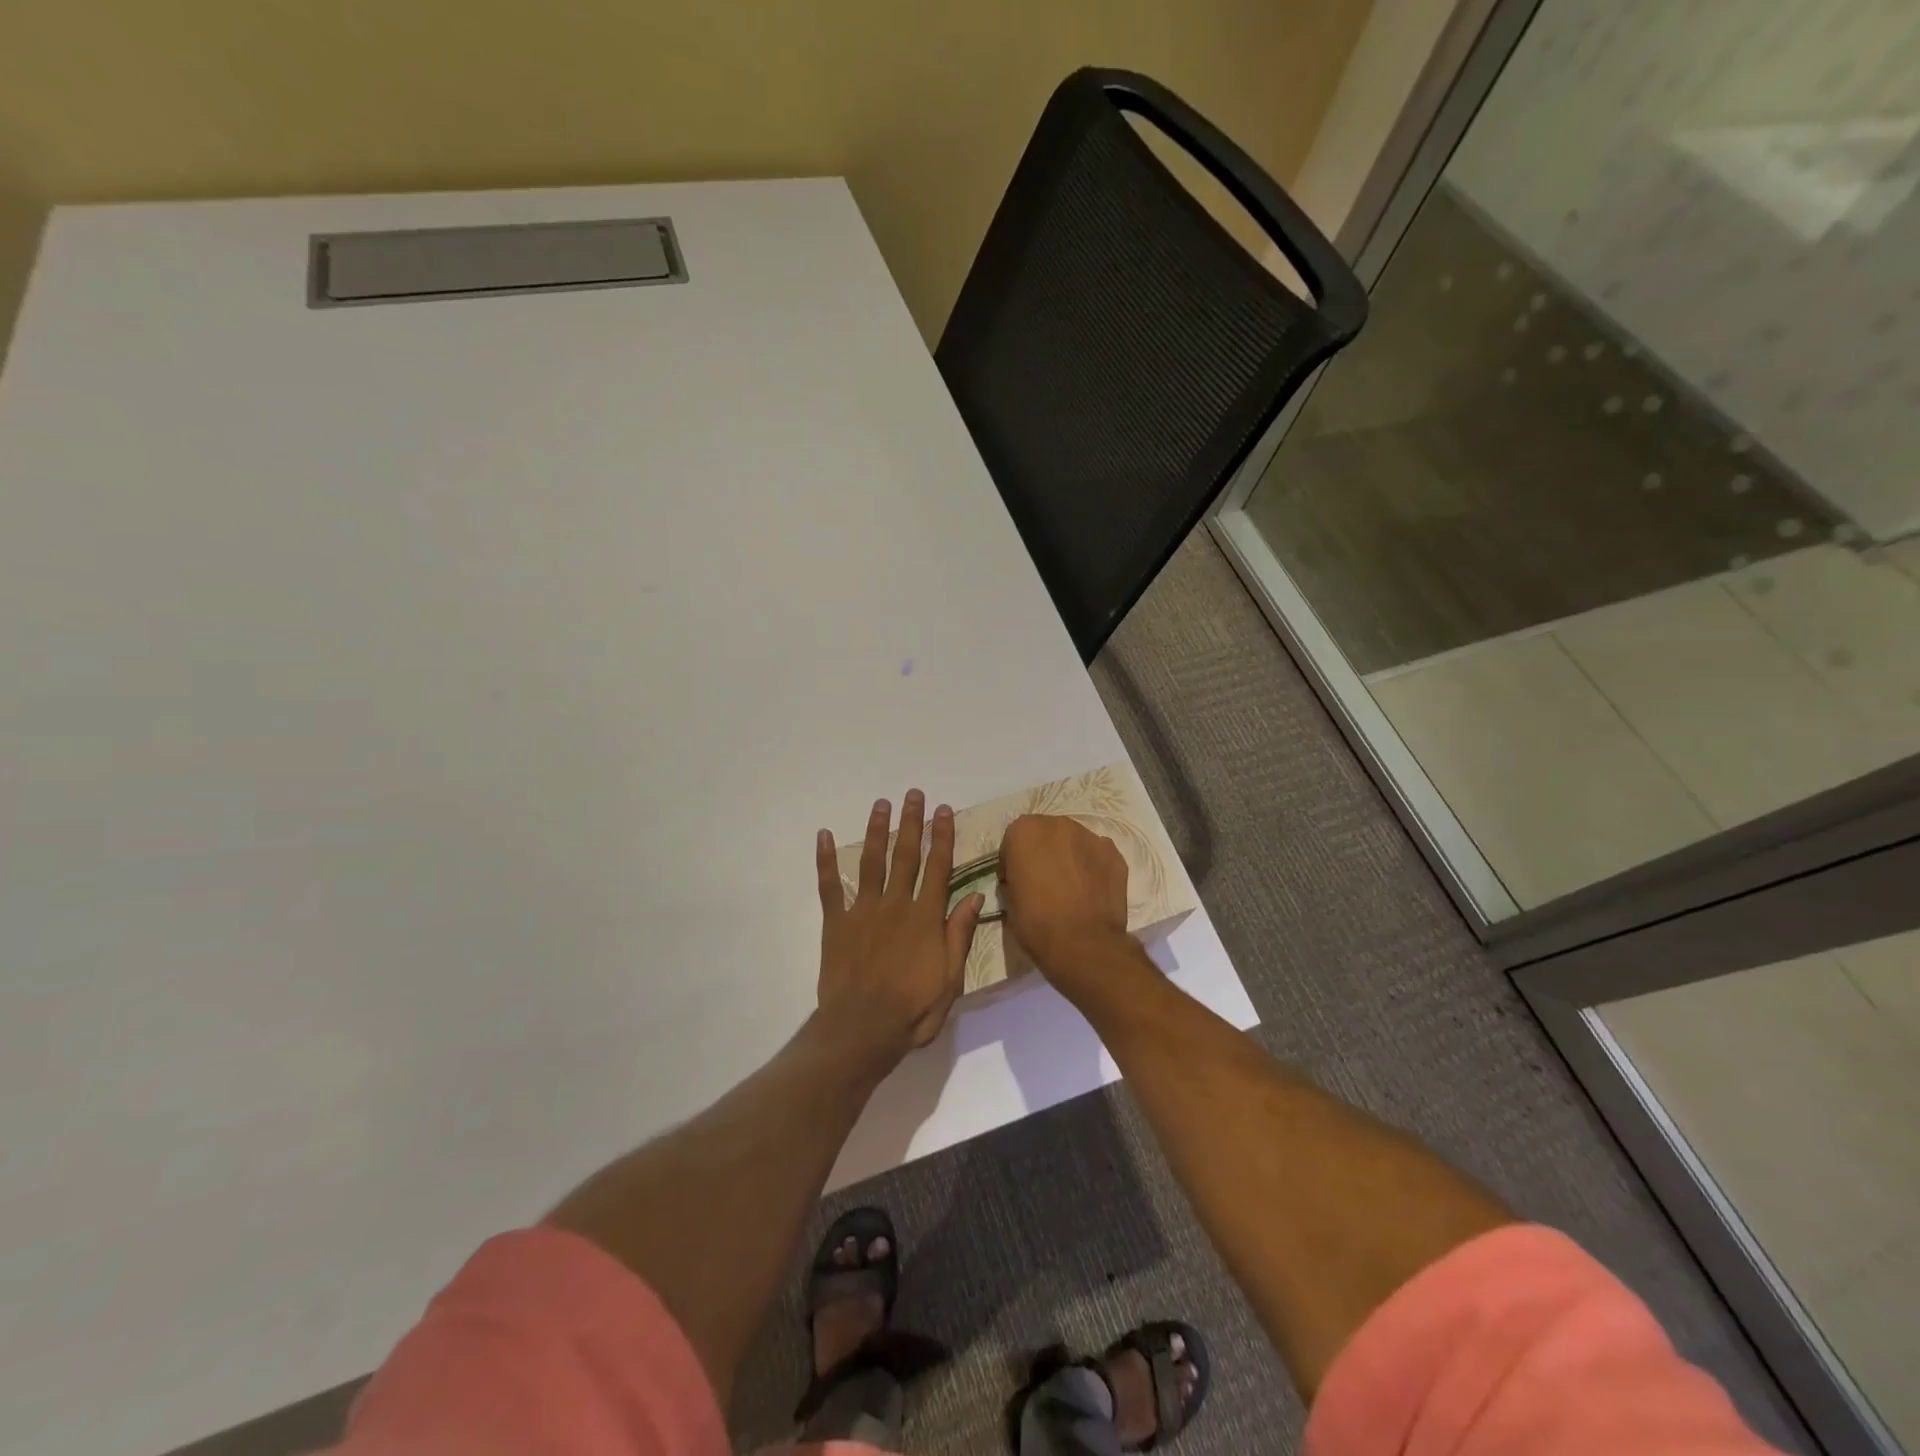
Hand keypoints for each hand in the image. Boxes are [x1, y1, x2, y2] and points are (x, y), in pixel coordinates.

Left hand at [815, 789, 984, 1061]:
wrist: (862, 1029)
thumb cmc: (912, 1009)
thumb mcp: (951, 978)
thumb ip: (960, 934)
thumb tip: (976, 896)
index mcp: (925, 917)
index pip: (938, 867)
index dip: (942, 837)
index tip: (944, 810)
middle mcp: (895, 905)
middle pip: (905, 855)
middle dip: (911, 823)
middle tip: (913, 794)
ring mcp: (863, 911)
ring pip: (872, 861)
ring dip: (876, 830)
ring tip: (881, 804)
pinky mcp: (836, 922)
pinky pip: (829, 886)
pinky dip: (825, 861)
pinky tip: (822, 836)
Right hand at [999, 814, 1131, 989]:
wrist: (1082, 945)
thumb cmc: (1036, 922)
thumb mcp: (1009, 899)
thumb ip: (1015, 876)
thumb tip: (1024, 879)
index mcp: (1025, 831)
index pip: (1014, 839)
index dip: (1014, 861)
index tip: (1016, 881)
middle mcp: (1058, 824)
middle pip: (1047, 834)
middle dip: (1044, 852)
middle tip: (1044, 881)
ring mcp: (1091, 837)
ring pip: (1074, 843)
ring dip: (1069, 857)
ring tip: (1071, 887)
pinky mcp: (1115, 855)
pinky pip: (1097, 856)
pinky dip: (1093, 868)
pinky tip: (1090, 892)